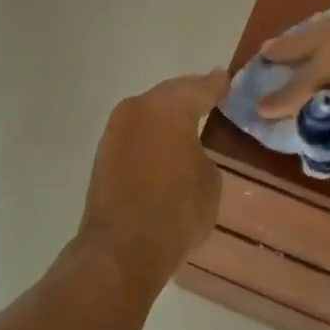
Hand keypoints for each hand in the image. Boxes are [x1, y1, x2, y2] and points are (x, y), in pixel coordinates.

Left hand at [78, 71, 229, 281]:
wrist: (121, 249)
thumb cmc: (176, 212)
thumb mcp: (209, 181)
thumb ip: (202, 152)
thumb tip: (187, 151)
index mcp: (168, 108)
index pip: (199, 88)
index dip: (216, 85)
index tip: (226, 79)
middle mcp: (137, 109)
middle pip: (169, 94)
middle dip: (189, 95)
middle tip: (209, 94)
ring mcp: (115, 130)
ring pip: (148, 112)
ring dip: (166, 115)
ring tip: (188, 120)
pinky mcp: (103, 154)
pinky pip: (136, 133)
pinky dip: (151, 134)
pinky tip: (164, 144)